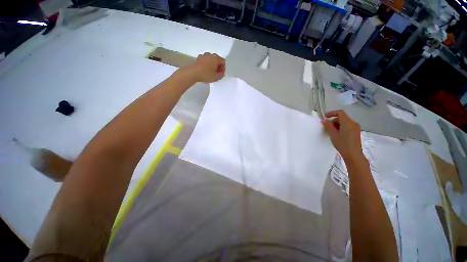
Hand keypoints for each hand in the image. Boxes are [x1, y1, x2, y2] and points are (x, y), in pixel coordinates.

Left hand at [186, 52, 224, 82]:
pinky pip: (205, 61)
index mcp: (216, 58)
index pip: (223, 62)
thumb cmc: (206, 75)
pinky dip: (207, 65)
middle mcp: (210, 54)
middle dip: (218, 67)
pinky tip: (205, 70)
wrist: (193, 73)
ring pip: (211, 60)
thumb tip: (221, 73)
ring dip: (212, 65)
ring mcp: (204, 55)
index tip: (220, 74)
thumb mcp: (216, 77)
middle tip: (216, 74)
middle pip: (217, 60)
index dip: (223, 69)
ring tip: (210, 73)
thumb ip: (221, 75)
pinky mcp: (198, 58)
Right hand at [321, 110, 363, 161]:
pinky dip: (341, 127)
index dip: (331, 113)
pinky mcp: (356, 131)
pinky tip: (337, 134)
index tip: (324, 117)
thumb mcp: (333, 134)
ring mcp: (356, 127)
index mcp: (348, 122)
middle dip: (333, 121)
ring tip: (331, 132)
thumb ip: (328, 126)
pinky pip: (347, 126)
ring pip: (344, 122)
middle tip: (326, 128)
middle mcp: (353, 123)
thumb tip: (323, 120)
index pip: (340, 112)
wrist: (354, 154)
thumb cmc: (342, 144)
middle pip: (342, 117)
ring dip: (337, 124)